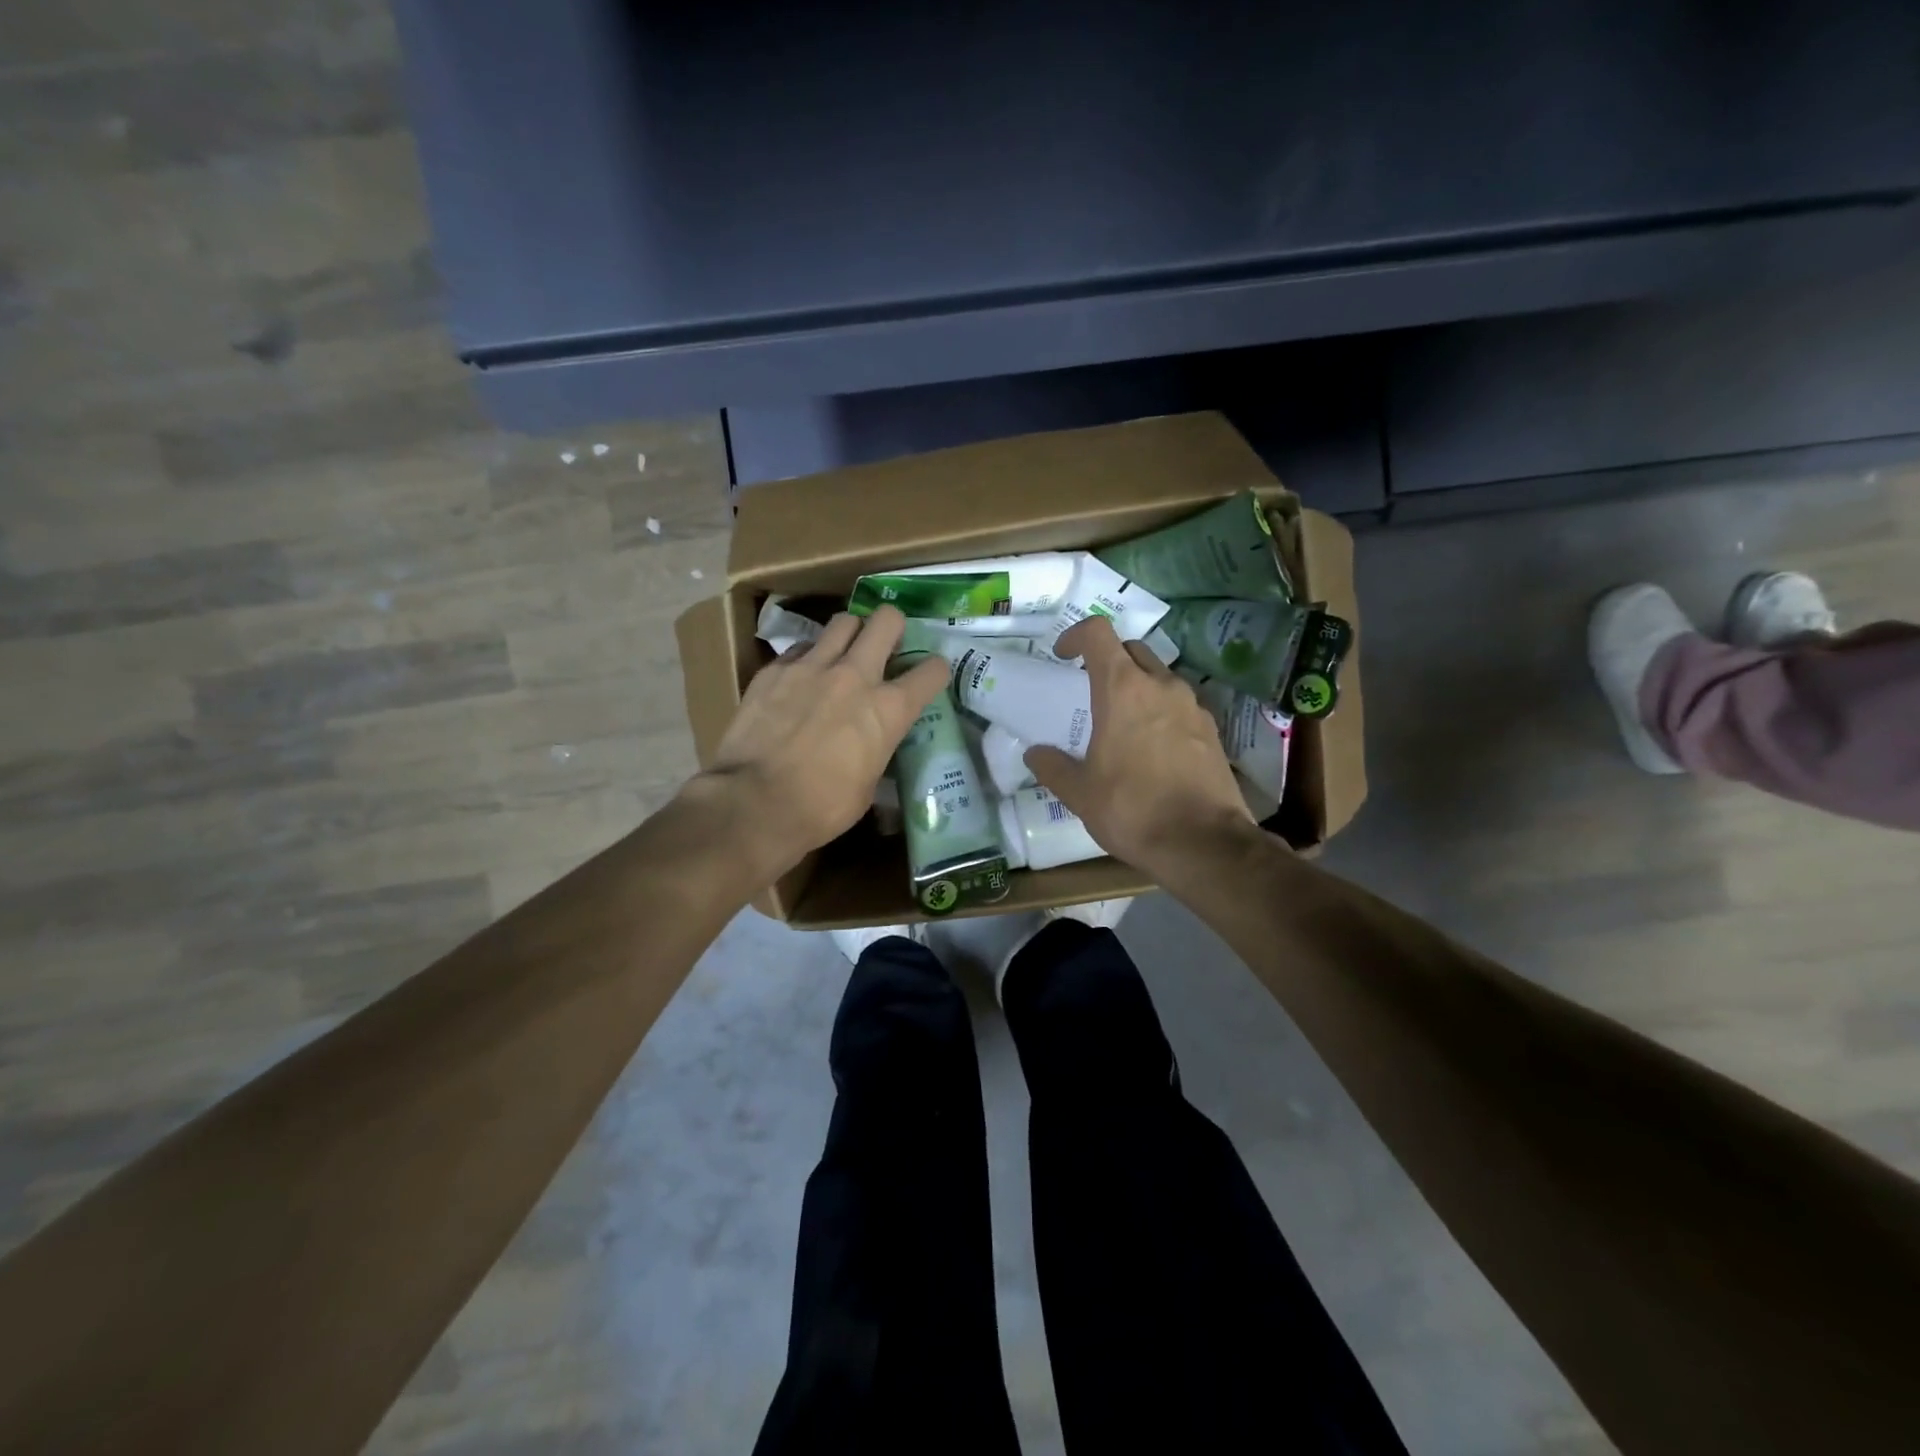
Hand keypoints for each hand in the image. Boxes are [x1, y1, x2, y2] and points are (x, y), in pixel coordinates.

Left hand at [698, 605, 948, 875]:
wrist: (753, 802)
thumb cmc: (821, 807)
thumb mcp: (868, 786)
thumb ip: (876, 750)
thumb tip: (871, 746)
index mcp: (889, 709)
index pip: (932, 671)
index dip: (936, 670)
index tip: (929, 676)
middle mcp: (855, 675)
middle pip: (887, 620)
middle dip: (893, 626)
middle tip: (887, 644)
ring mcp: (812, 666)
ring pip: (843, 622)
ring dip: (851, 634)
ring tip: (844, 653)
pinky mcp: (774, 669)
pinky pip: (801, 647)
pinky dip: (809, 657)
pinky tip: (802, 679)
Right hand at [1026, 617, 1257, 874]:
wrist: (1203, 843)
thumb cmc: (1132, 809)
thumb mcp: (1079, 793)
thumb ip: (1052, 766)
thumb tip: (1035, 754)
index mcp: (1122, 689)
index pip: (1098, 633)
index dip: (1076, 635)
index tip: (1062, 656)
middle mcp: (1161, 685)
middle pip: (1131, 649)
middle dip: (1108, 659)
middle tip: (1090, 688)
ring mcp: (1192, 705)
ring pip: (1160, 675)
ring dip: (1138, 685)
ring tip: (1122, 720)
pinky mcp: (1212, 729)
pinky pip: (1180, 704)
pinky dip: (1162, 710)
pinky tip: (1153, 745)